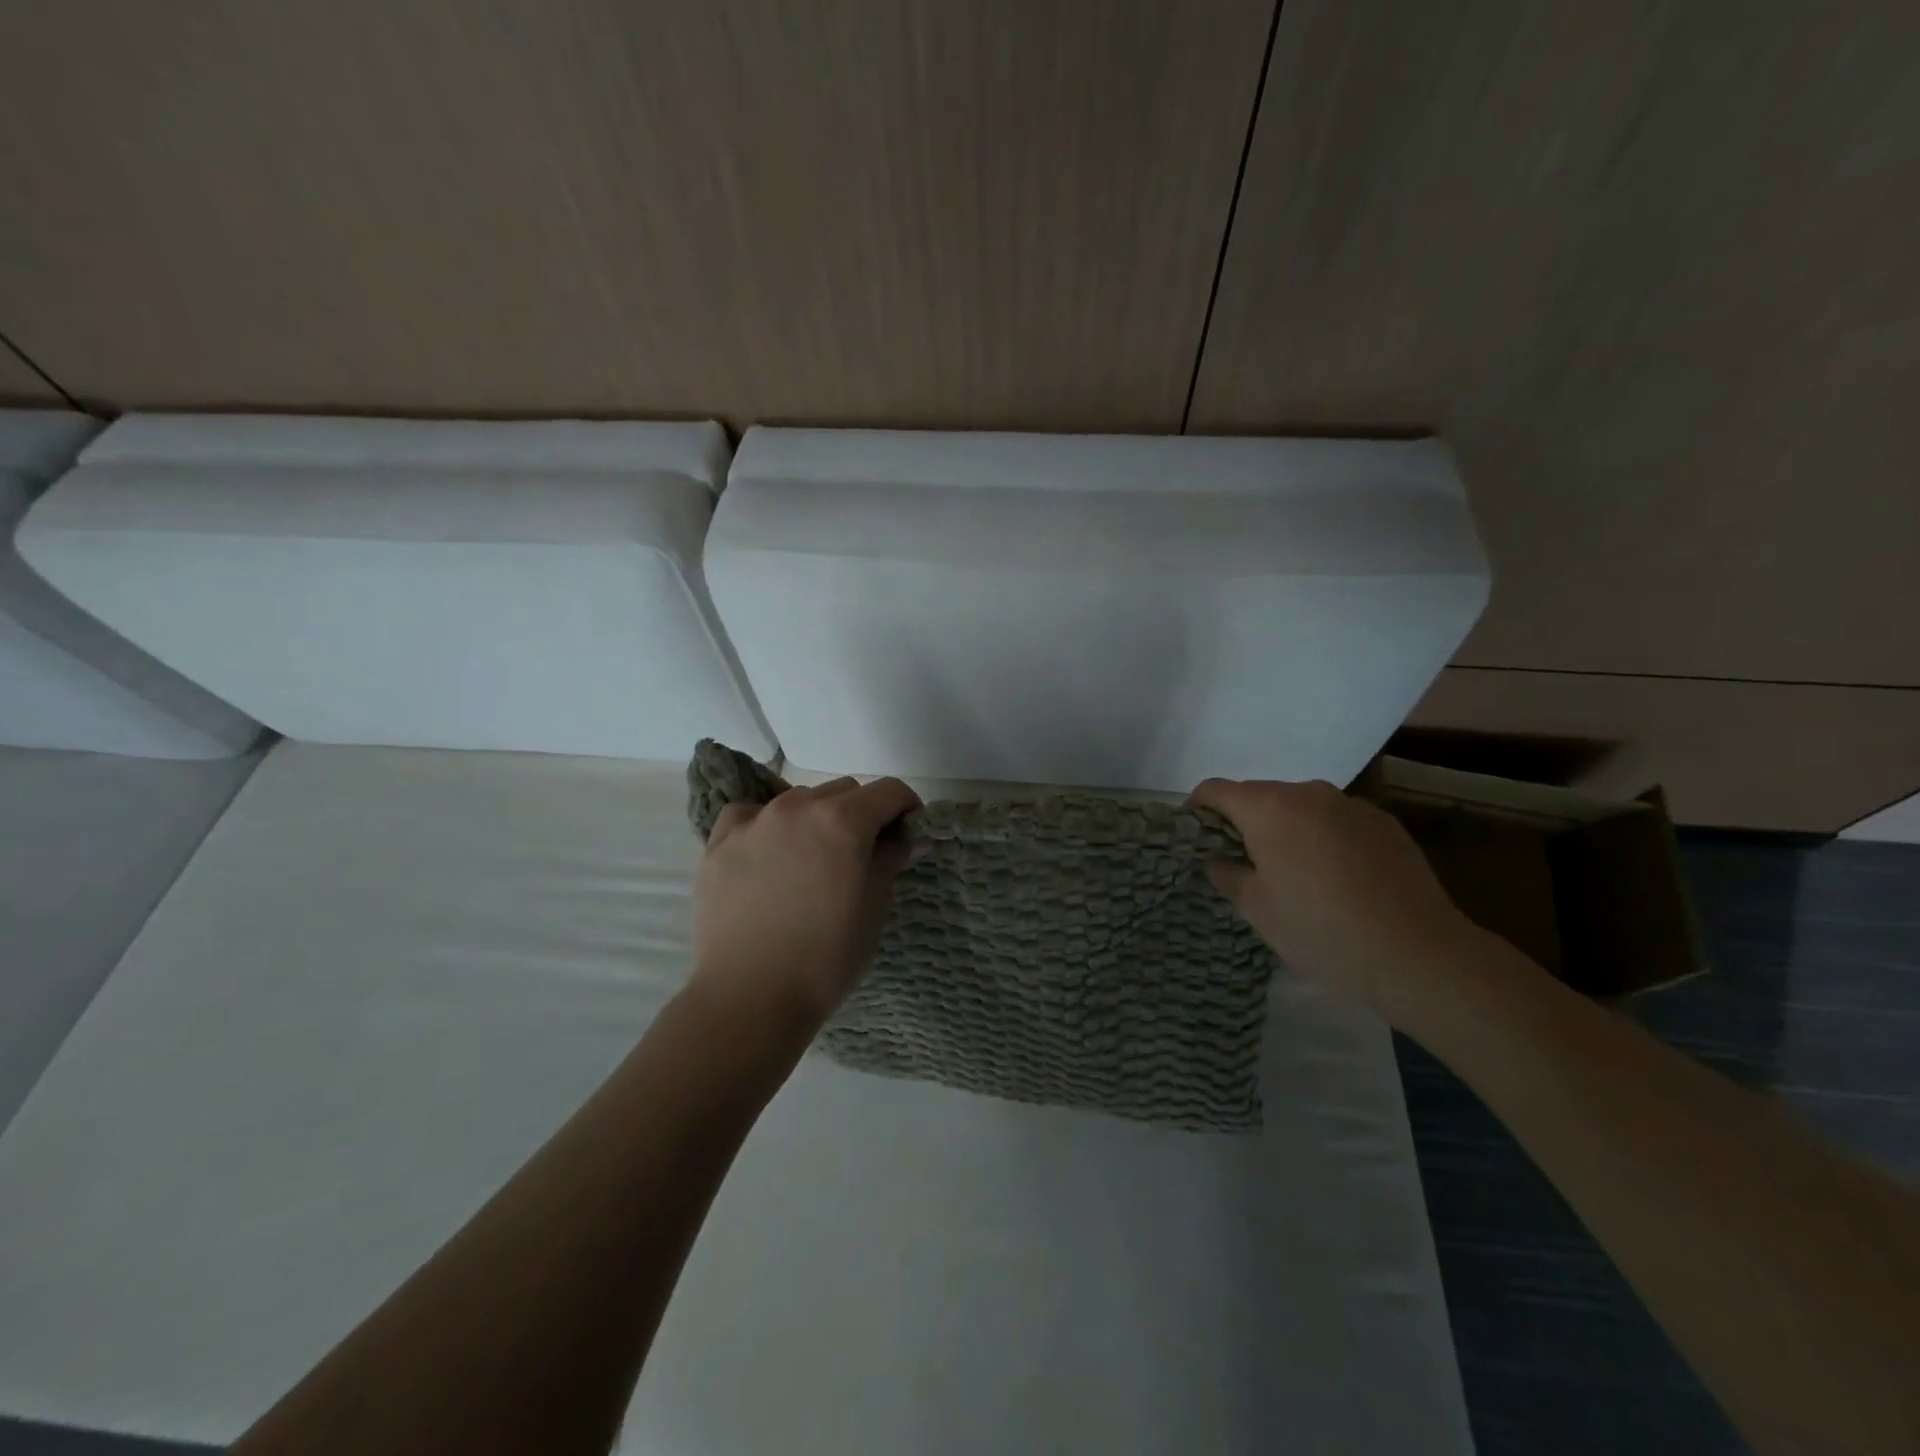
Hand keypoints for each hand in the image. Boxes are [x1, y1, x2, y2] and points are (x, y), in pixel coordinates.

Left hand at [690, 776, 922, 1029]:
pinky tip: (766, 852)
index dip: (906, 808)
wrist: (750, 997)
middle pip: (843, 791)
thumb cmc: (826, 957)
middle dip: (862, 813)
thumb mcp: (874, 907)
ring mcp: (754, 822)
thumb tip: (909, 836)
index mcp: (843, 821)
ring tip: (812, 860)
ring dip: (815, 818)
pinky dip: (765, 824)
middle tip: (862, 853)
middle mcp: (798, 807)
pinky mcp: (719, 843)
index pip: (888, 791)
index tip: (908, 833)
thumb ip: (891, 859)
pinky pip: (749, 814)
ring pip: (798, 800)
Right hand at [1188, 777, 1482, 1025]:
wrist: (1419, 953)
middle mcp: (1308, 793)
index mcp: (1269, 809)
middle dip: (1243, 822)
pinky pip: (1336, 820)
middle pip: (1259, 795)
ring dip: (1286, 829)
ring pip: (1300, 806)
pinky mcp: (1384, 822)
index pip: (1215, 790)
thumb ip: (1228, 875)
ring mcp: (1351, 804)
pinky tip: (1338, 878)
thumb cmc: (1322, 931)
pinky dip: (1323, 837)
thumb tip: (1220, 860)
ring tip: (1295, 874)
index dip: (1197, 810)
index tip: (1197, 838)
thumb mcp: (1258, 911)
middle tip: (1244, 865)